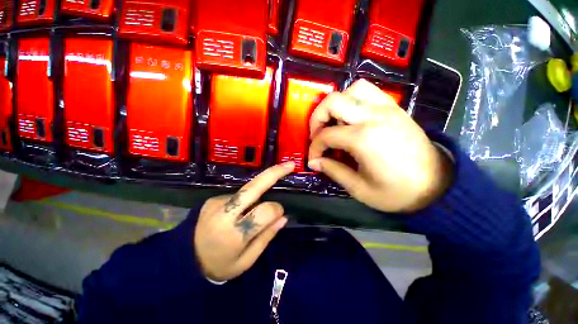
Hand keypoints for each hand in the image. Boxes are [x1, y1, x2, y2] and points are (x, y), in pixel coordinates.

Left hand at [194, 162, 294, 280]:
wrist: (183, 261)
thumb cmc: (220, 265)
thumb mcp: (246, 261)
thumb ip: (266, 237)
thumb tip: (283, 217)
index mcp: (234, 235)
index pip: (265, 211)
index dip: (277, 210)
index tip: (279, 215)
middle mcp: (224, 214)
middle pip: (253, 187)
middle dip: (274, 173)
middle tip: (289, 164)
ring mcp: (216, 203)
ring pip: (247, 190)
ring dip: (258, 194)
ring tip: (252, 212)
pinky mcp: (212, 199)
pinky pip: (237, 195)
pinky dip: (244, 201)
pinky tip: (237, 213)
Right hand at [308, 79, 452, 212]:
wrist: (438, 186)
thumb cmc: (397, 192)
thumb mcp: (359, 188)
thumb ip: (333, 171)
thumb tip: (314, 162)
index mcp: (363, 139)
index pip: (326, 135)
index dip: (314, 148)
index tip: (314, 159)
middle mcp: (373, 117)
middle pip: (333, 101)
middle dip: (317, 118)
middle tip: (318, 135)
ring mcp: (386, 109)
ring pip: (352, 89)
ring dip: (337, 104)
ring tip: (335, 123)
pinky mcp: (395, 108)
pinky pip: (369, 92)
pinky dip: (354, 100)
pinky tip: (352, 118)